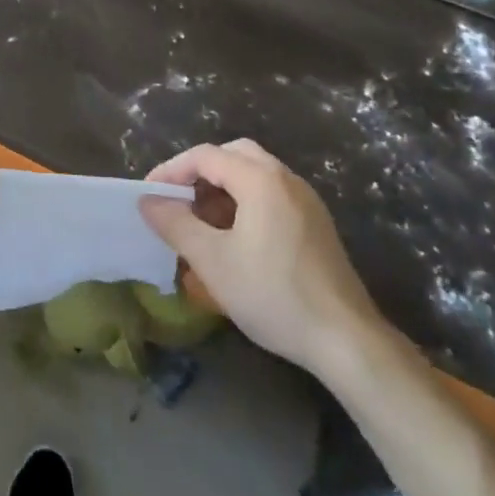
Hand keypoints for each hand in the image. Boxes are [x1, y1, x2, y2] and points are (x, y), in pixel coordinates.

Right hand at [139, 139, 389, 380]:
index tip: (149, 194)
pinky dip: (246, 202)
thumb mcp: (213, 261)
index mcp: (260, 179)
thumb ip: (175, 224)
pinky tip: (236, 239)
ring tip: (202, 222)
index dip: (172, 170)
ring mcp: (306, 200)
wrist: (347, 340)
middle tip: (179, 200)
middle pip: (233, 155)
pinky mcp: (316, 223)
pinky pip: (272, 195)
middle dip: (200, 172)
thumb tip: (147, 200)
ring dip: (224, 188)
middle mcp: (285, 178)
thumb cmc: (273, 294)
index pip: (205, 156)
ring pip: (255, 174)